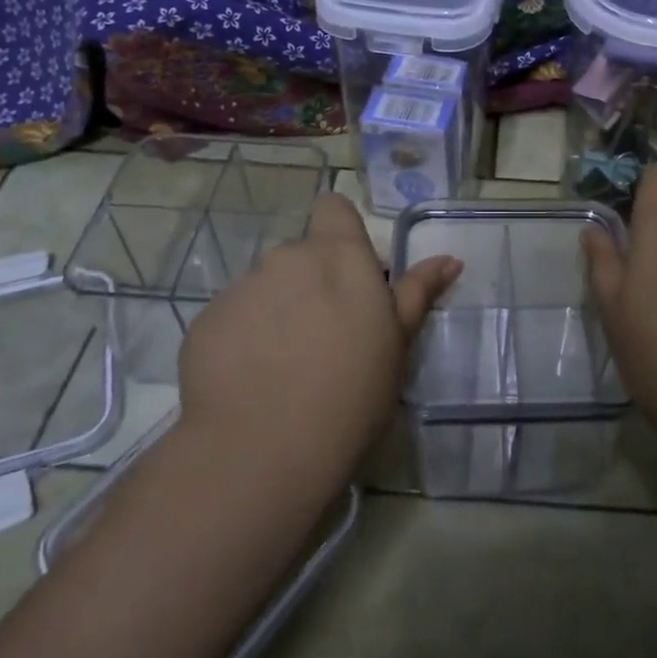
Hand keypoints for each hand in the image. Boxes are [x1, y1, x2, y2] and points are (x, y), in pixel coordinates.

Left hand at [175, 193, 459, 486]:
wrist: (265, 450)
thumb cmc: (352, 392)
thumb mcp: (398, 344)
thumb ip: (418, 293)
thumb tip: (449, 259)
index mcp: (339, 256)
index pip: (333, 207)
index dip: (341, 231)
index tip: (349, 273)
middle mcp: (287, 258)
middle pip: (302, 255)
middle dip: (312, 283)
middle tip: (326, 337)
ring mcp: (242, 288)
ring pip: (266, 288)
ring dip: (278, 311)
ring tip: (286, 367)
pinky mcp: (207, 321)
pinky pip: (234, 318)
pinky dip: (244, 338)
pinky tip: (252, 381)